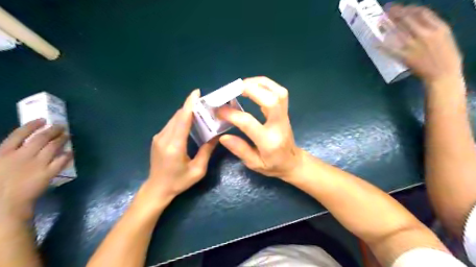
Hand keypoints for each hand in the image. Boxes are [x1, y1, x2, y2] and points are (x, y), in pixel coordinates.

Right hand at [0, 119, 70, 220]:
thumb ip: (7, 153)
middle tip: (61, 126)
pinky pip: (61, 161)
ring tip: (68, 135)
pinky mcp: (48, 173)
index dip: (32, 125)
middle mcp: (23, 155)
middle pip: (41, 138)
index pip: (20, 134)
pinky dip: (67, 155)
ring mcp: (37, 164)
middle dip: (53, 130)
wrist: (2, 203)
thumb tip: (19, 144)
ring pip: (53, 147)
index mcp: (4, 152)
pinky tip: (71, 152)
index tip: (43, 120)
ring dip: (62, 139)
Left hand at [142, 89, 217, 203]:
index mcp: (175, 146)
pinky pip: (171, 124)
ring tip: (200, 112)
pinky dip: (181, 120)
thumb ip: (206, 151)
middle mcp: (164, 138)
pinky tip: (190, 122)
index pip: (182, 119)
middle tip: (206, 104)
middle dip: (191, 107)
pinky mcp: (157, 139)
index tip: (196, 92)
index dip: (189, 104)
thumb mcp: (197, 170)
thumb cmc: (179, 182)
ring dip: (186, 113)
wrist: (157, 189)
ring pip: (174, 119)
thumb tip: (217, 136)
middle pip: (178, 116)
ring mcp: (158, 137)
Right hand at [216, 77, 300, 179]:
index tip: (219, 110)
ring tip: (243, 84)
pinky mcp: (285, 111)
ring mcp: (284, 116)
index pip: (249, 122)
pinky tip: (253, 86)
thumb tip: (223, 136)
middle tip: (233, 88)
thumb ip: (240, 150)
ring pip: (278, 92)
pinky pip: (279, 92)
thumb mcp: (255, 164)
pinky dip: (266, 85)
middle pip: (271, 100)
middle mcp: (279, 125)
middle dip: (251, 89)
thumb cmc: (273, 165)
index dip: (232, 114)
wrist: (293, 162)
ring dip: (260, 83)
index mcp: (269, 141)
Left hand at [382, 5, 460, 84]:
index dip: (409, 8)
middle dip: (395, 13)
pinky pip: (390, 49)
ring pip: (398, 32)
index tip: (402, 7)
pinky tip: (375, 41)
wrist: (443, 73)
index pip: (422, 13)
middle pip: (407, 20)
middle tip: (387, 9)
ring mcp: (413, 46)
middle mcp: (425, 34)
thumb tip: (418, 21)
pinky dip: (382, 45)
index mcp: (438, 27)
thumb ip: (432, 27)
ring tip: (379, 20)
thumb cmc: (446, 55)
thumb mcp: (444, 36)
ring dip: (387, 25)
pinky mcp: (404, 57)